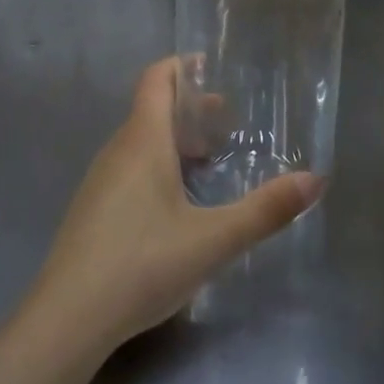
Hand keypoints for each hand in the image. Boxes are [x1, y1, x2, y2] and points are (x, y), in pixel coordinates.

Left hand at [27, 57, 324, 355]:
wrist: (68, 318)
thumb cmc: (142, 264)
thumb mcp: (212, 240)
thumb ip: (264, 210)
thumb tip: (316, 179)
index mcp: (142, 141)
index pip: (156, 79)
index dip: (182, 66)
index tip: (212, 66)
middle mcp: (118, 150)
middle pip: (152, 110)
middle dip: (190, 110)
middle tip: (229, 123)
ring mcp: (101, 180)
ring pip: (141, 142)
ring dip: (175, 140)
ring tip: (210, 161)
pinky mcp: (94, 209)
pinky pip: (130, 168)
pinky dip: (158, 165)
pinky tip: (178, 204)